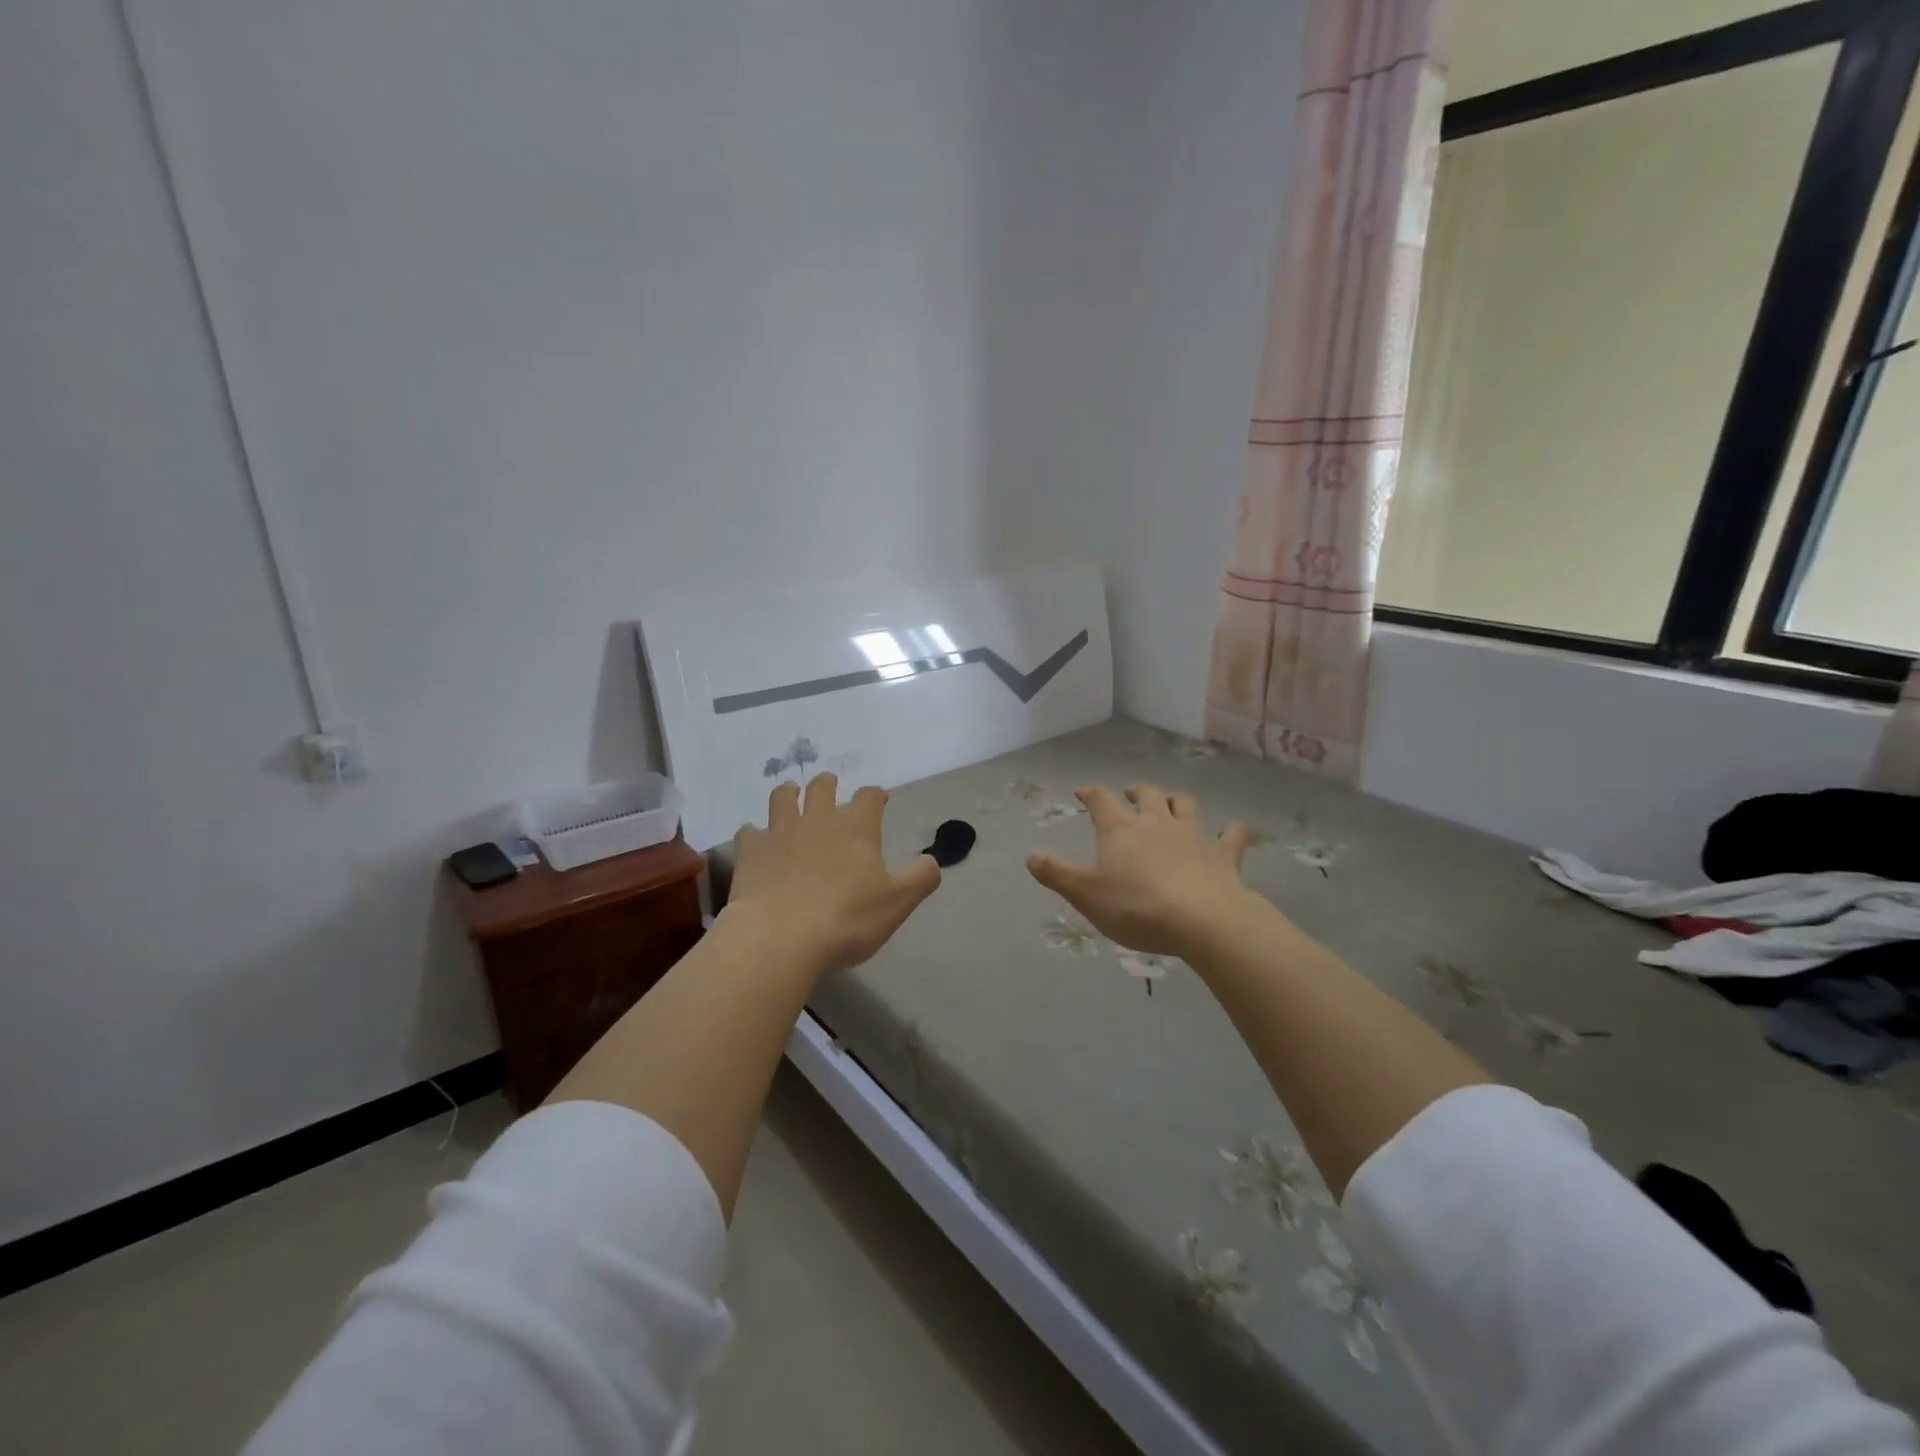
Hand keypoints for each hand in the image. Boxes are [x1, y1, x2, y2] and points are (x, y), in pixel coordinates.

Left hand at [725, 773, 941, 976]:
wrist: (781, 936)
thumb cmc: (847, 919)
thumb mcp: (897, 903)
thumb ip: (921, 878)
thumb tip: (932, 861)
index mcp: (856, 829)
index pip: (869, 798)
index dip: (875, 795)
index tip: (879, 798)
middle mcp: (818, 820)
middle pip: (821, 787)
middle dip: (827, 784)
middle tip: (829, 786)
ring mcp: (780, 832)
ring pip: (782, 798)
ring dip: (788, 793)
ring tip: (790, 795)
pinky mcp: (750, 852)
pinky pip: (749, 832)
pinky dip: (754, 833)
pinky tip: (756, 841)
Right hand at [1027, 784, 1252, 955]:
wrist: (1202, 920)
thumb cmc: (1136, 907)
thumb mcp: (1086, 895)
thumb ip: (1057, 874)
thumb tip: (1030, 855)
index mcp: (1120, 830)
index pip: (1101, 801)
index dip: (1091, 794)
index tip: (1083, 791)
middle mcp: (1156, 823)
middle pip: (1146, 794)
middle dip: (1136, 791)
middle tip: (1130, 793)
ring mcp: (1193, 835)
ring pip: (1184, 804)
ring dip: (1176, 801)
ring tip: (1171, 803)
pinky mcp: (1224, 855)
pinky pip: (1231, 835)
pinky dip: (1231, 831)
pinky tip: (1233, 830)